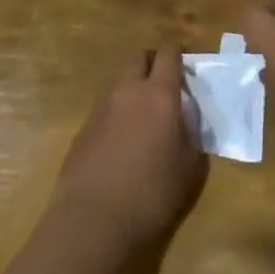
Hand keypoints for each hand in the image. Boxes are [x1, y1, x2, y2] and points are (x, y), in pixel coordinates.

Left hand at [50, 49, 208, 254]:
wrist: (93, 220)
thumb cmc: (152, 194)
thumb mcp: (190, 166)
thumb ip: (191, 132)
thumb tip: (185, 116)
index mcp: (159, 94)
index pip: (168, 53)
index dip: (178, 53)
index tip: (187, 63)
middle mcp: (128, 90)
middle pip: (139, 57)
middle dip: (152, 62)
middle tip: (165, 83)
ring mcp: (101, 106)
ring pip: (120, 80)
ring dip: (133, 86)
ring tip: (144, 113)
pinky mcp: (83, 127)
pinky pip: (105, 105)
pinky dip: (118, 110)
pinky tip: (123, 138)